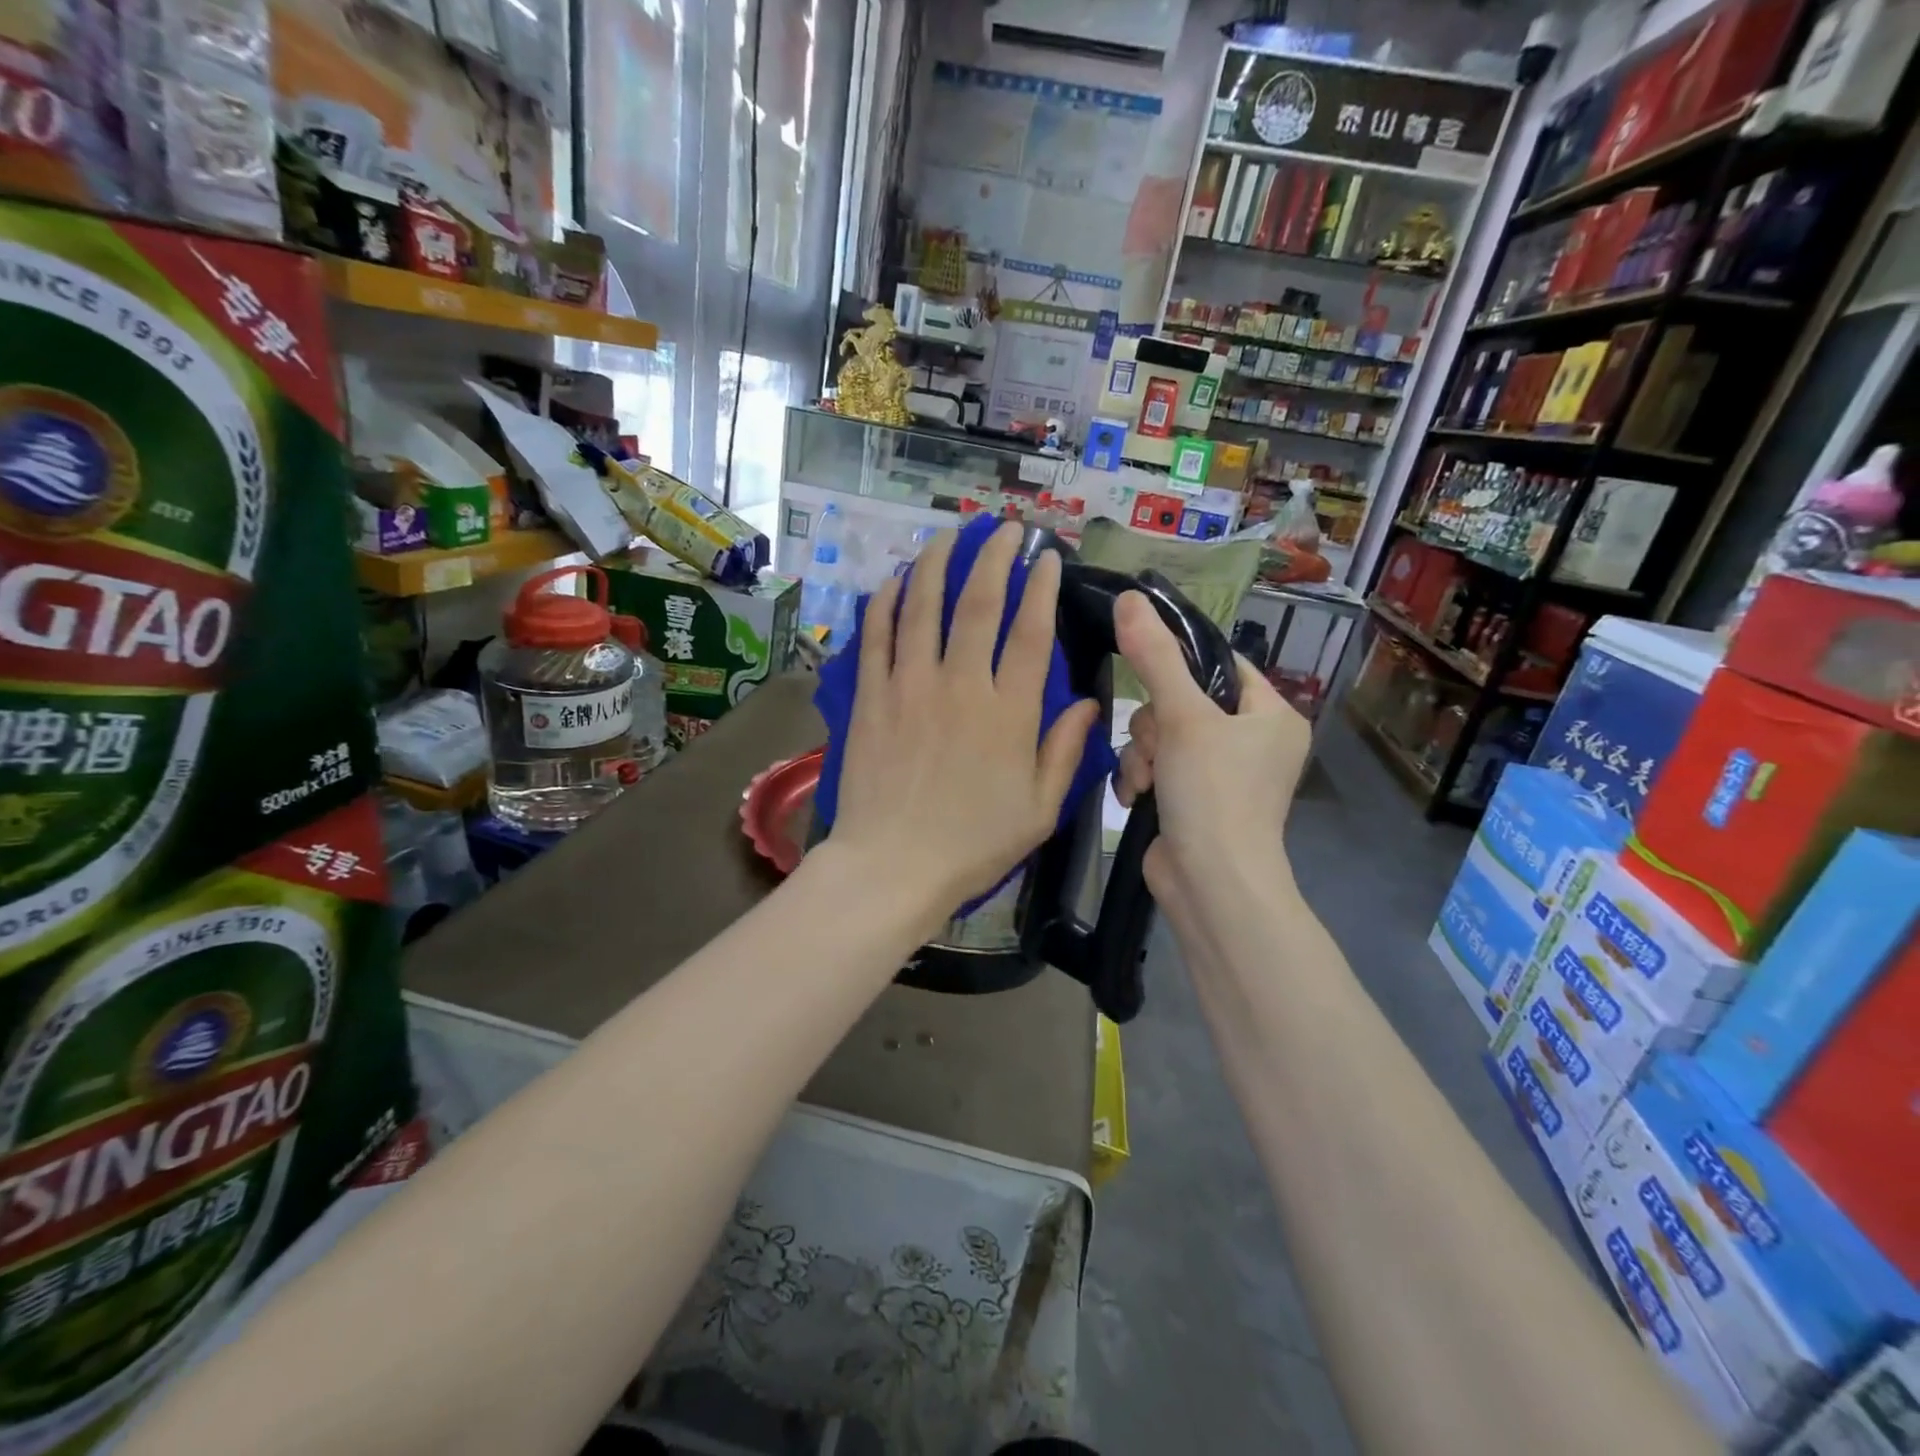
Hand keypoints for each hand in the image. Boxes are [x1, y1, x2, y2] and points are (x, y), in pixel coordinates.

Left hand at [830, 523, 1100, 920]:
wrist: (893, 865)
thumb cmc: (974, 844)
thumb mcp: (1040, 809)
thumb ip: (1065, 752)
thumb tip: (1090, 705)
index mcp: (1009, 712)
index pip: (1030, 632)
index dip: (1040, 587)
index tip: (1046, 557)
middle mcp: (961, 685)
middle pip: (978, 605)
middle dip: (994, 557)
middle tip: (1004, 529)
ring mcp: (910, 686)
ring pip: (924, 607)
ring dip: (938, 563)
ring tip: (949, 535)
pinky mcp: (871, 697)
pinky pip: (877, 636)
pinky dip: (887, 603)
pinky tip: (896, 580)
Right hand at [1112, 591, 1309, 905]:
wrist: (1211, 885)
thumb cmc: (1213, 793)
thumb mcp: (1183, 717)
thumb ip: (1154, 657)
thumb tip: (1128, 598)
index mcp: (1271, 714)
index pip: (1220, 663)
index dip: (1179, 663)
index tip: (1145, 670)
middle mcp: (1252, 741)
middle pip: (1182, 700)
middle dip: (1155, 725)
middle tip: (1158, 748)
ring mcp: (1221, 774)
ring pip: (1161, 735)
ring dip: (1143, 755)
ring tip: (1146, 781)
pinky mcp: (1193, 800)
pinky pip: (1157, 767)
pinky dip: (1143, 778)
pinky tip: (1137, 797)